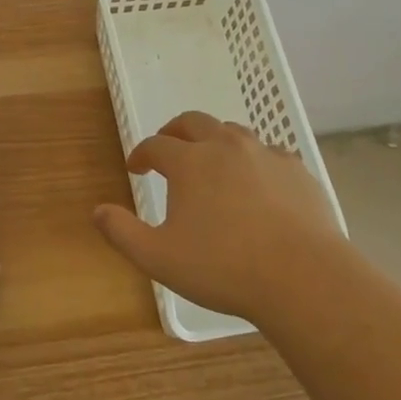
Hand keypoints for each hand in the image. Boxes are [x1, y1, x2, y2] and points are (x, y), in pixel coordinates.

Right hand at [92, 112, 346, 325]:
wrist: (303, 277)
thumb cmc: (223, 267)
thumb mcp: (159, 258)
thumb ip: (123, 232)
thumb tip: (98, 211)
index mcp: (190, 162)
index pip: (156, 145)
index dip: (141, 153)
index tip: (136, 167)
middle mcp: (226, 146)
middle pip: (194, 122)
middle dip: (174, 131)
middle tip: (167, 146)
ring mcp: (266, 155)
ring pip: (233, 132)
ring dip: (214, 140)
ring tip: (210, 161)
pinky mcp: (297, 170)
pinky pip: (269, 153)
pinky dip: (253, 160)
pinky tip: (255, 183)